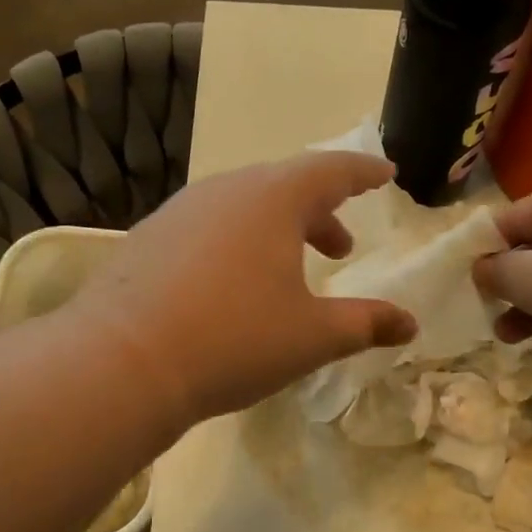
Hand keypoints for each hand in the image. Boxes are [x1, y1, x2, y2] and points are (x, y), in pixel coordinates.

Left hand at [71, 152, 417, 425]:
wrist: (123, 361)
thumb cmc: (234, 340)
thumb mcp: (312, 337)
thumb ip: (365, 324)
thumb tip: (409, 324)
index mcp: (273, 199)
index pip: (331, 170)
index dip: (363, 172)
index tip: (385, 173)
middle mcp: (225, 190)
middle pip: (284, 187)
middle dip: (320, 213)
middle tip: (340, 247)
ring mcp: (180, 212)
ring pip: (243, 208)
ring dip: (276, 231)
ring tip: (289, 269)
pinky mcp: (148, 239)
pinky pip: (208, 228)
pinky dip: (236, 244)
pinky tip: (231, 286)